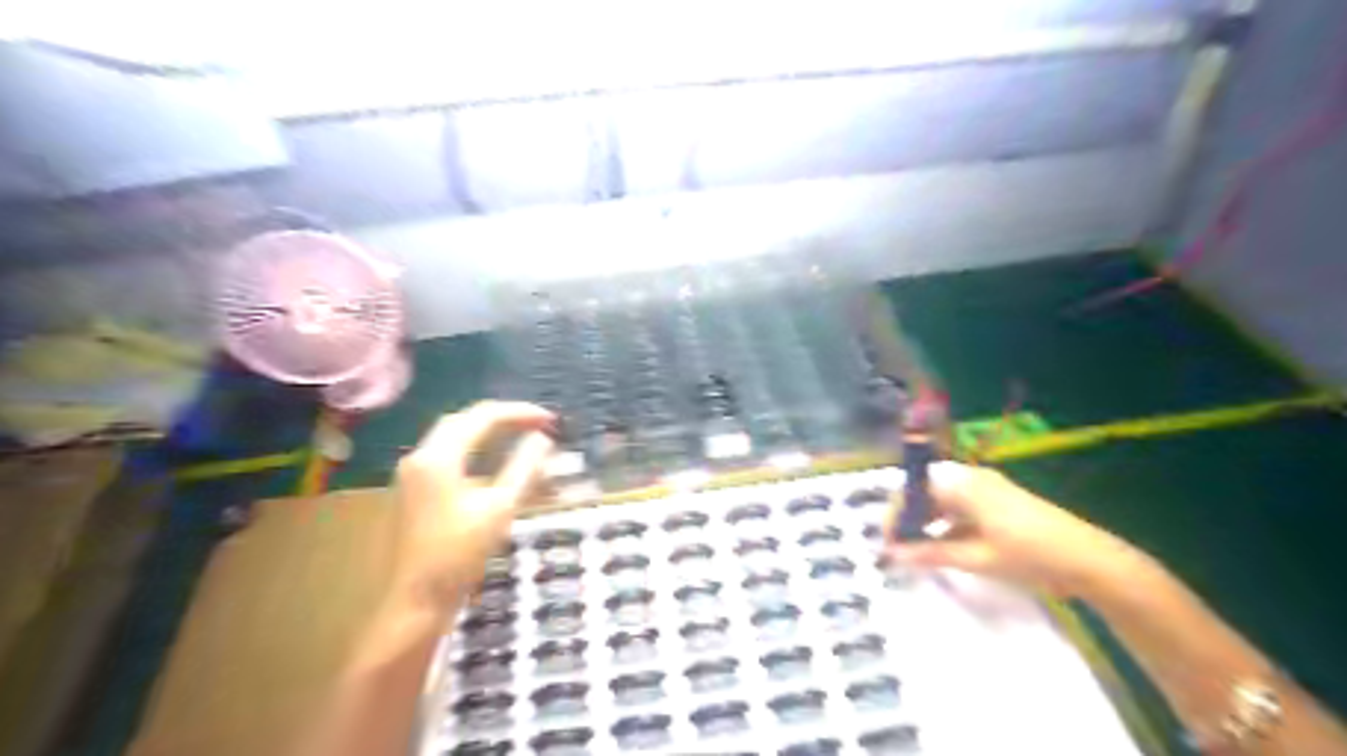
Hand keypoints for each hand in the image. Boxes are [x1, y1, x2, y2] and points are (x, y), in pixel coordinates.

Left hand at [394, 402, 554, 615]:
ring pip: (452, 437)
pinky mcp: (413, 490)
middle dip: (502, 418)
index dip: (519, 413)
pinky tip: (491, 461)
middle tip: (537, 424)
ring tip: (520, 435)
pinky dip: (473, 449)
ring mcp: (412, 474)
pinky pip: (445, 455)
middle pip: (463, 421)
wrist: (416, 600)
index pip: (482, 416)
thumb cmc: (459, 554)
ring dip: (487, 431)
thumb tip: (542, 439)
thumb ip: (524, 468)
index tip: (550, 420)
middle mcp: (419, 456)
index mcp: (438, 456)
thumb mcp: (501, 508)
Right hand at [891, 460, 1139, 595]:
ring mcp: (987, 488)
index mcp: (963, 484)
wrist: (1090, 561)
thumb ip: (931, 553)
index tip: (887, 542)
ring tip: (916, 549)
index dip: (894, 513)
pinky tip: (942, 546)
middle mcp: (971, 478)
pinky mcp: (998, 501)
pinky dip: (946, 523)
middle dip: (908, 516)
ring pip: (942, 498)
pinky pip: (960, 506)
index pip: (913, 489)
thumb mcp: (976, 558)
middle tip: (898, 547)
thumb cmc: (1029, 555)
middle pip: (926, 490)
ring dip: (926, 520)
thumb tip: (893, 555)